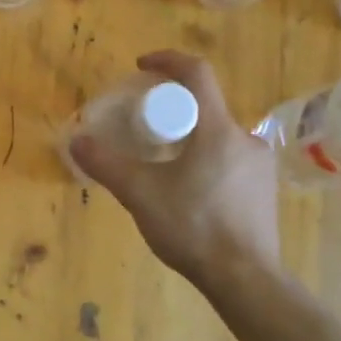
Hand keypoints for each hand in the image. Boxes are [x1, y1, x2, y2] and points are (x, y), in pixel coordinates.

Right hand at [69, 50, 280, 286]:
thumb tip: (76, 141)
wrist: (246, 279)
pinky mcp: (264, 190)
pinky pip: (229, 160)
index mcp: (218, 130)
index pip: (197, 73)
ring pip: (217, 137)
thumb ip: (106, 164)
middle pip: (205, 107)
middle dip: (172, 109)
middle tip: (144, 127)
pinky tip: (188, 192)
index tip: (142, 66)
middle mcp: (245, 139)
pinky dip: (205, 162)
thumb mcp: (140, 194)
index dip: (167, 61)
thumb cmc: (193, 228)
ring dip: (189, 138)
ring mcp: (259, 166)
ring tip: (162, 165)